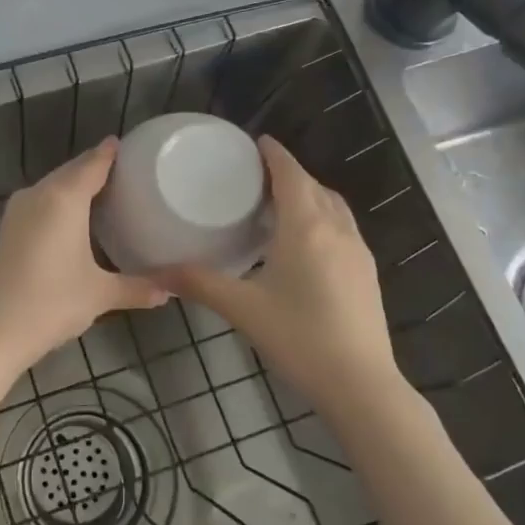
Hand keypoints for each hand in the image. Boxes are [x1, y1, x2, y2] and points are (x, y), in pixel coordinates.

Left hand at [0, 138, 169, 369]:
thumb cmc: (52, 303)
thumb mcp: (100, 295)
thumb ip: (137, 288)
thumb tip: (170, 291)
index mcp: (64, 199)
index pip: (93, 164)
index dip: (110, 153)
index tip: (128, 145)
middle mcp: (39, 194)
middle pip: (71, 171)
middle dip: (95, 167)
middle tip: (126, 170)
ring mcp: (19, 210)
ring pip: (53, 185)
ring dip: (75, 184)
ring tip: (105, 190)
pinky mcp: (9, 227)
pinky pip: (41, 200)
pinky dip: (60, 199)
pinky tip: (74, 216)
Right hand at [163, 137, 404, 428]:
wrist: (361, 383)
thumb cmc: (299, 338)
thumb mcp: (242, 309)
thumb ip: (200, 283)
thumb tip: (157, 271)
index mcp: (306, 227)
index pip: (291, 174)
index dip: (274, 154)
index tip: (256, 141)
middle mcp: (337, 229)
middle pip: (314, 185)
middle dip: (289, 172)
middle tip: (257, 174)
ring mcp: (358, 251)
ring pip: (333, 206)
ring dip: (310, 193)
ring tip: (280, 202)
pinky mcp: (366, 272)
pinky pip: (343, 227)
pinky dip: (323, 216)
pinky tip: (306, 242)